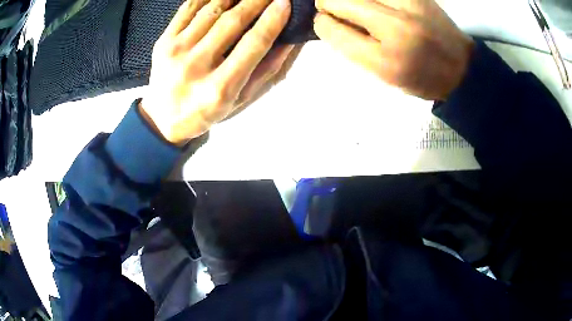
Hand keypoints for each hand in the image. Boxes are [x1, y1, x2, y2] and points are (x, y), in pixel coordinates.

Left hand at [140, 0, 291, 144]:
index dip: (272, 20)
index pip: (253, 43)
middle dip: (257, 0)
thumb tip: (289, 40)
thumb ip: (266, 70)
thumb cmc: (205, 111)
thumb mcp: (240, 100)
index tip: (285, 3)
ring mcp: (175, 51)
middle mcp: (196, 66)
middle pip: (232, 21)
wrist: (163, 118)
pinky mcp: (163, 41)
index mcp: (220, 88)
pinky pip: (188, 8)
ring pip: (212, 9)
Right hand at [313, 0, 474, 100]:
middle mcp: (396, 27)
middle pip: (339, 0)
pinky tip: (375, 4)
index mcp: (385, 60)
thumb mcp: (384, 75)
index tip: (326, 23)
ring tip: (358, 7)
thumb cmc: (422, 78)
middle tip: (335, 9)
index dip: (323, 24)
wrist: (461, 68)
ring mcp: (409, 5)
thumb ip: (353, 48)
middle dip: (329, 4)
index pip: (333, 30)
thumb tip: (329, 22)